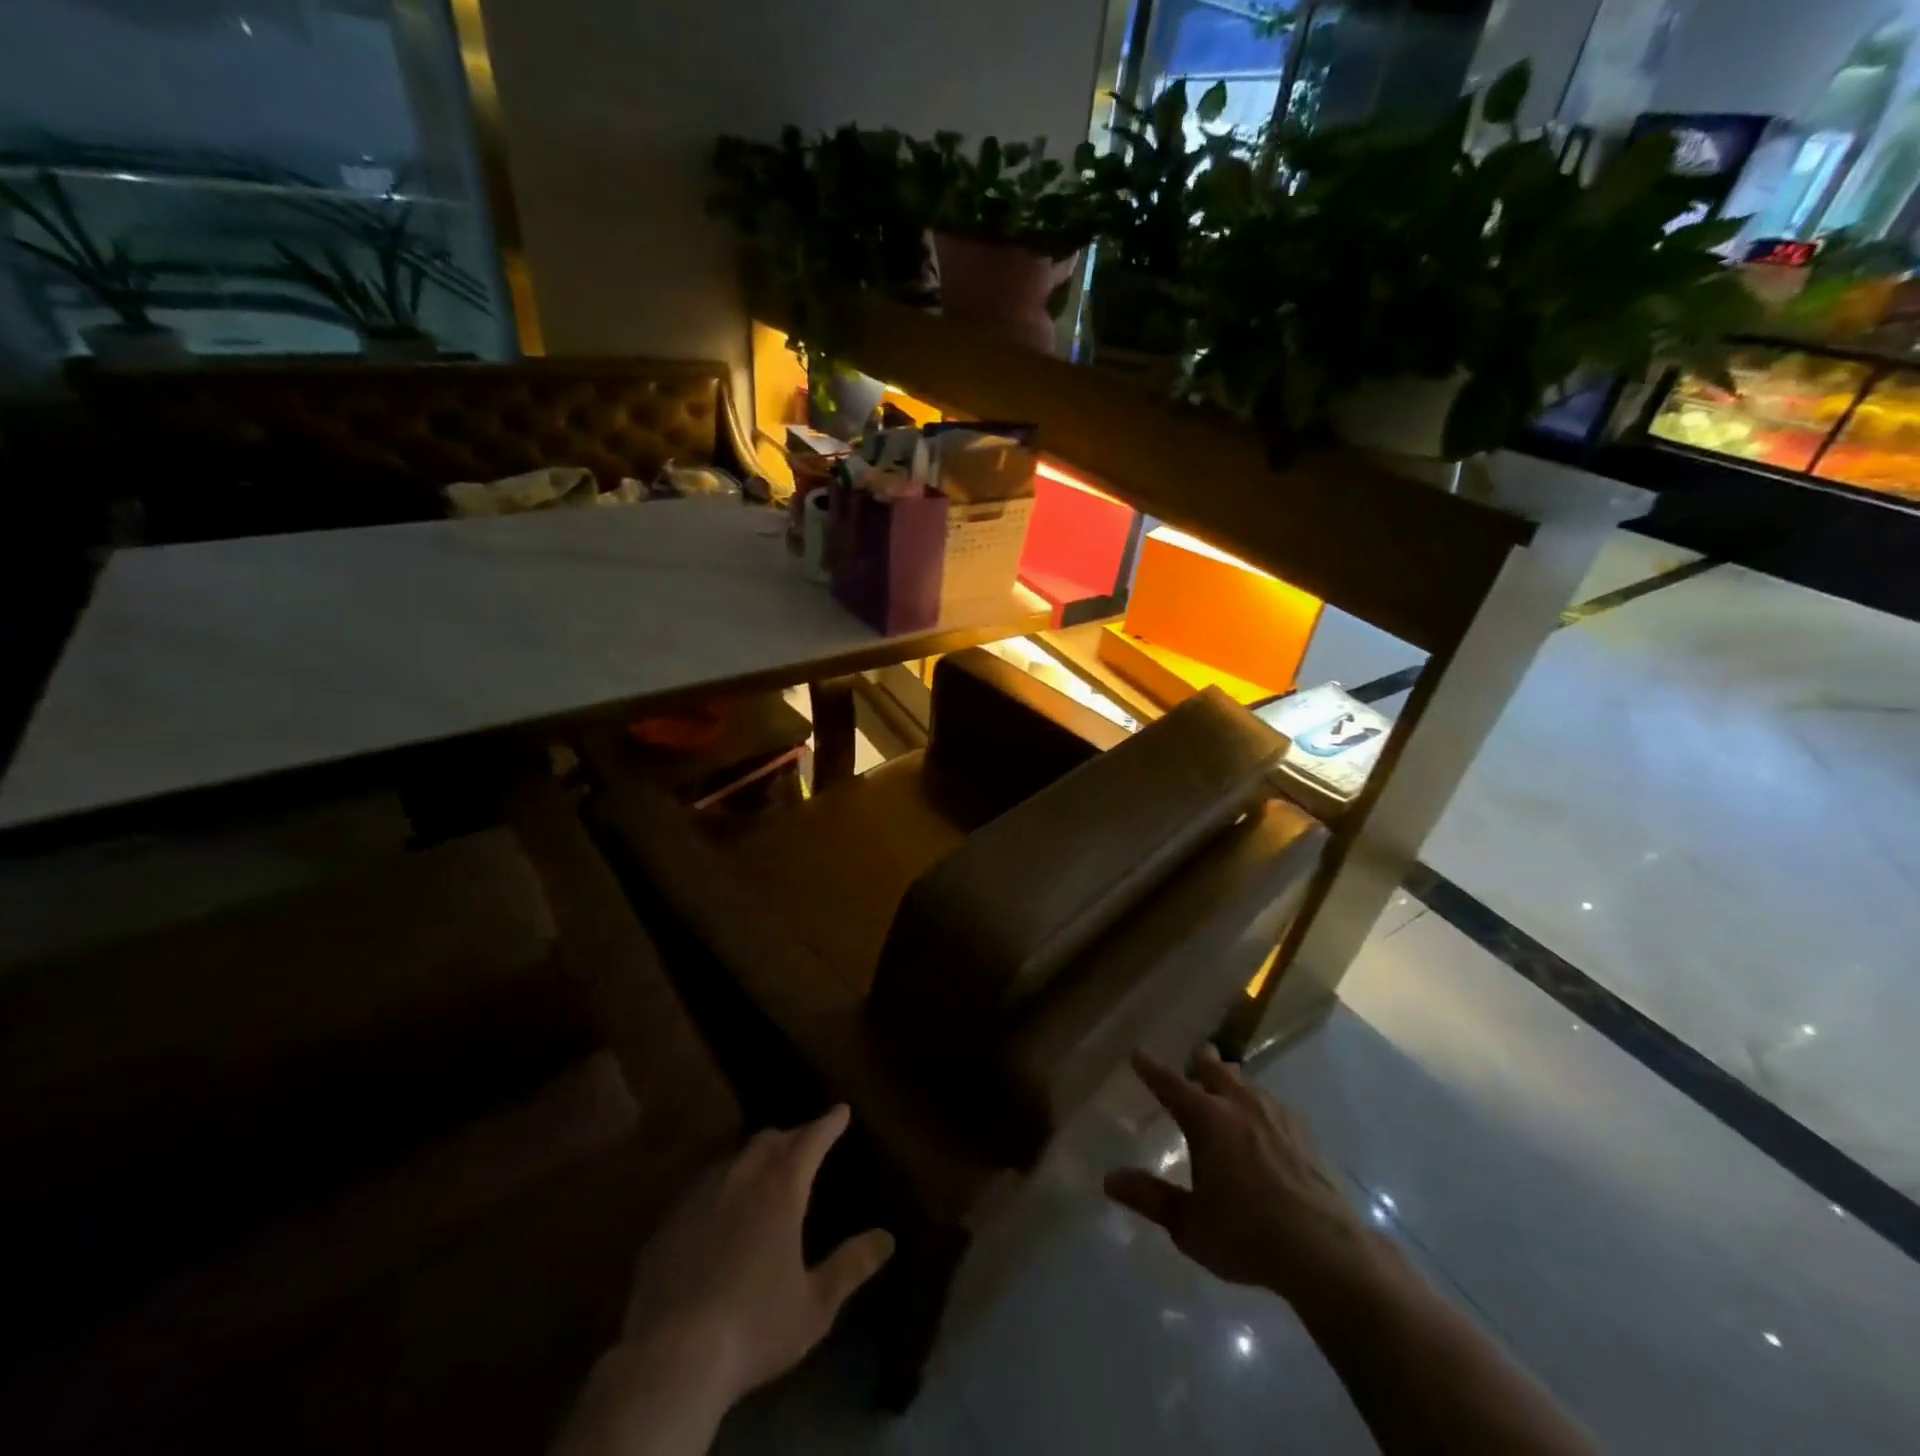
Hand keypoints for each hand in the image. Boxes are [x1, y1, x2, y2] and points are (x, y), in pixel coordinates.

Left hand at [622, 1105, 894, 1403]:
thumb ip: (851, 1266)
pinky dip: (723, 1184)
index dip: (828, 1123)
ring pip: (734, 1158)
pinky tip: (721, 1208)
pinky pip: (703, 1186)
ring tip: (765, 1168)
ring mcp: (700, 1196)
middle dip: (792, 1135)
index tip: (841, 1110)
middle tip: (805, 1141)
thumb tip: (887, 1237)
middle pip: (769, 1140)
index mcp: (781, 1189)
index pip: (811, 1140)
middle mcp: (741, 1179)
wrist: (669, 1359)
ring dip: (755, 1156)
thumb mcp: (815, 1305)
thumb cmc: (754, 1327)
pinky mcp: (669, 1222)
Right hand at [1105, 1046, 1379, 1309]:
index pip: (1170, 1083)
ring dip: (1231, 1081)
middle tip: (1192, 1060)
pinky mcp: (1304, 1136)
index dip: (1151, 1068)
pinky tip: (1265, 1124)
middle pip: (1215, 1068)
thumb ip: (1150, 1198)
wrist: (1326, 1252)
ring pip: (1247, 1083)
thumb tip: (1109, 1180)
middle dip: (1200, 1062)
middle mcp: (1239, 1105)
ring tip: (1226, 1088)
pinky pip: (1273, 1105)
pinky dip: (1259, 1105)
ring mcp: (1276, 1116)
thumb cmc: (1247, 1235)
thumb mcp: (1189, 1224)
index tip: (1137, 1053)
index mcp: (1207, 1118)